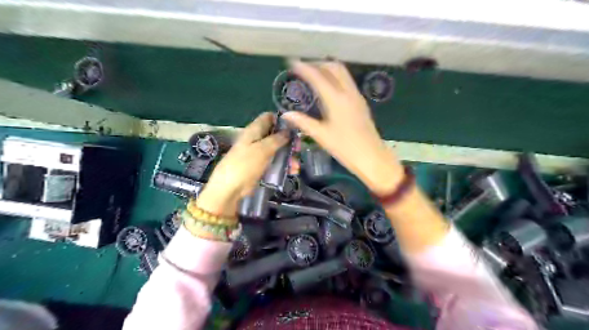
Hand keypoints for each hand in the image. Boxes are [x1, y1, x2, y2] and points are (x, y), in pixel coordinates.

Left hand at [196, 113, 288, 217]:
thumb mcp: (263, 149)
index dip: (282, 119)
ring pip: (277, 150)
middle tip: (299, 148)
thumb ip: (277, 139)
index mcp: (254, 130)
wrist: (231, 188)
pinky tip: (292, 171)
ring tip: (297, 165)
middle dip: (289, 141)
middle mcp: (257, 139)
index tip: (295, 126)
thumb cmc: (245, 164)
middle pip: (276, 135)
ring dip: (288, 156)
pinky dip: (284, 165)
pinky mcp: (261, 166)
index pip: (269, 117)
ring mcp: (259, 153)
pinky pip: (275, 162)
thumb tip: (289, 131)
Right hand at [282, 61, 405, 193]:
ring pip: (342, 73)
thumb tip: (286, 114)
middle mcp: (348, 93)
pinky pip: (347, 81)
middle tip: (304, 68)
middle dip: (318, 64)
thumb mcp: (321, 136)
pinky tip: (328, 87)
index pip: (318, 77)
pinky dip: (336, 77)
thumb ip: (303, 122)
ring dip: (328, 68)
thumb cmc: (345, 147)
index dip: (304, 68)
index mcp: (336, 99)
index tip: (292, 62)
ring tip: (314, 74)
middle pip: (334, 67)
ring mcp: (356, 96)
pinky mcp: (360, 102)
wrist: (371, 156)